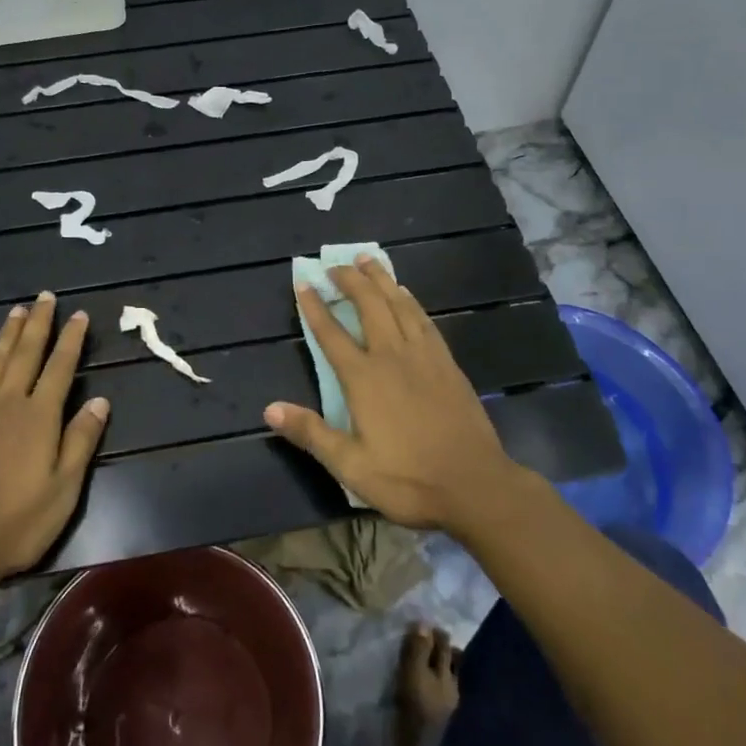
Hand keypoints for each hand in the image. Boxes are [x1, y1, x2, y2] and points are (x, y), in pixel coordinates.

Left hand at [0, 293, 109, 590]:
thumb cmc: (17, 523)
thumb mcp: (63, 489)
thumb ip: (81, 441)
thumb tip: (101, 400)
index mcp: (39, 417)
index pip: (60, 368)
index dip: (71, 340)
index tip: (78, 314)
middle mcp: (8, 403)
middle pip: (26, 354)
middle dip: (39, 324)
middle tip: (45, 297)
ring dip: (8, 333)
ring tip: (18, 309)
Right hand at [264, 257, 523, 533]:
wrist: (476, 485)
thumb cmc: (408, 479)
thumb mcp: (351, 466)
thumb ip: (311, 433)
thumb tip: (269, 409)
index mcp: (364, 378)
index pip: (331, 334)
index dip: (314, 307)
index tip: (303, 283)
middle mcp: (392, 356)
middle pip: (369, 305)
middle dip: (350, 280)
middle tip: (335, 265)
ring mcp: (424, 356)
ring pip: (399, 304)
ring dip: (381, 279)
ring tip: (367, 260)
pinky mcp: (447, 363)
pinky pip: (424, 319)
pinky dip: (410, 300)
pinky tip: (406, 293)